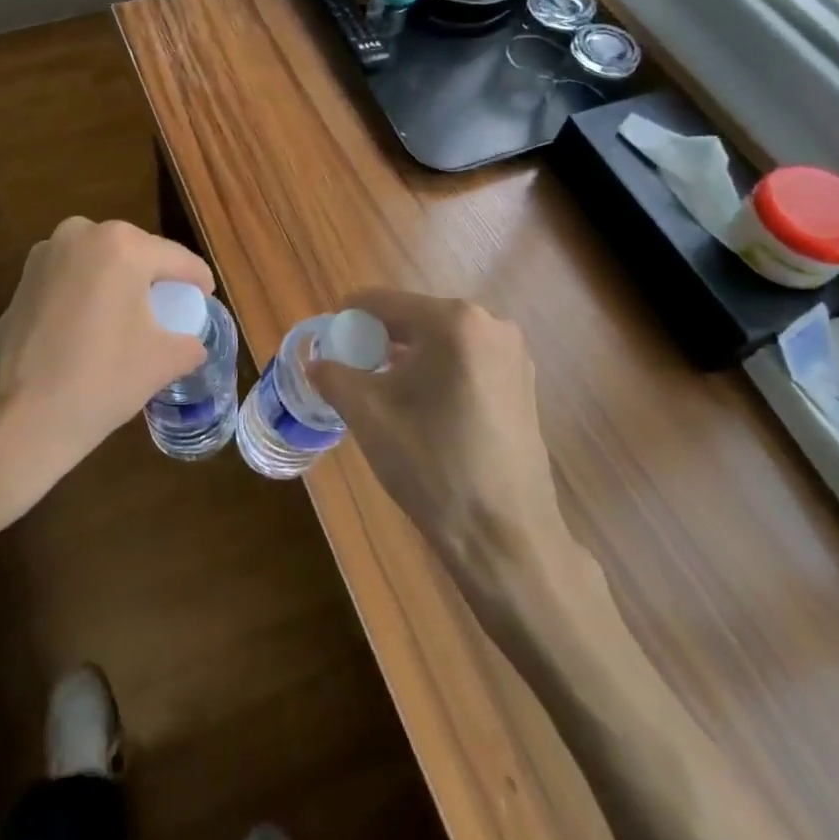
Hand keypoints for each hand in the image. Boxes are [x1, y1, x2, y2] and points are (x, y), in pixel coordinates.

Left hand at [0, 218, 214, 538]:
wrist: (9, 421)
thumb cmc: (96, 383)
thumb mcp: (160, 363)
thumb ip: (189, 344)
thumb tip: (192, 343)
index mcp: (123, 245)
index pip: (178, 260)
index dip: (199, 282)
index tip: (208, 300)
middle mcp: (83, 233)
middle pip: (139, 253)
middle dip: (157, 280)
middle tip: (173, 313)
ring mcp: (46, 253)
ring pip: (103, 263)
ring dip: (121, 284)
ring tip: (134, 320)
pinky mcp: (23, 278)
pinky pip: (74, 276)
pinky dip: (91, 293)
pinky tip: (95, 327)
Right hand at [308, 289, 582, 601]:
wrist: (507, 537)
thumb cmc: (434, 468)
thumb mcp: (369, 417)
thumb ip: (334, 377)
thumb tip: (315, 363)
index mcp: (454, 322)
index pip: (383, 302)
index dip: (348, 319)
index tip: (328, 344)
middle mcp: (490, 324)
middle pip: (414, 317)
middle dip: (378, 340)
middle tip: (352, 373)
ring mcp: (513, 353)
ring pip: (440, 340)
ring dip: (407, 357)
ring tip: (383, 393)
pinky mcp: (523, 382)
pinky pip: (466, 360)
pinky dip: (437, 371)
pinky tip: (422, 408)